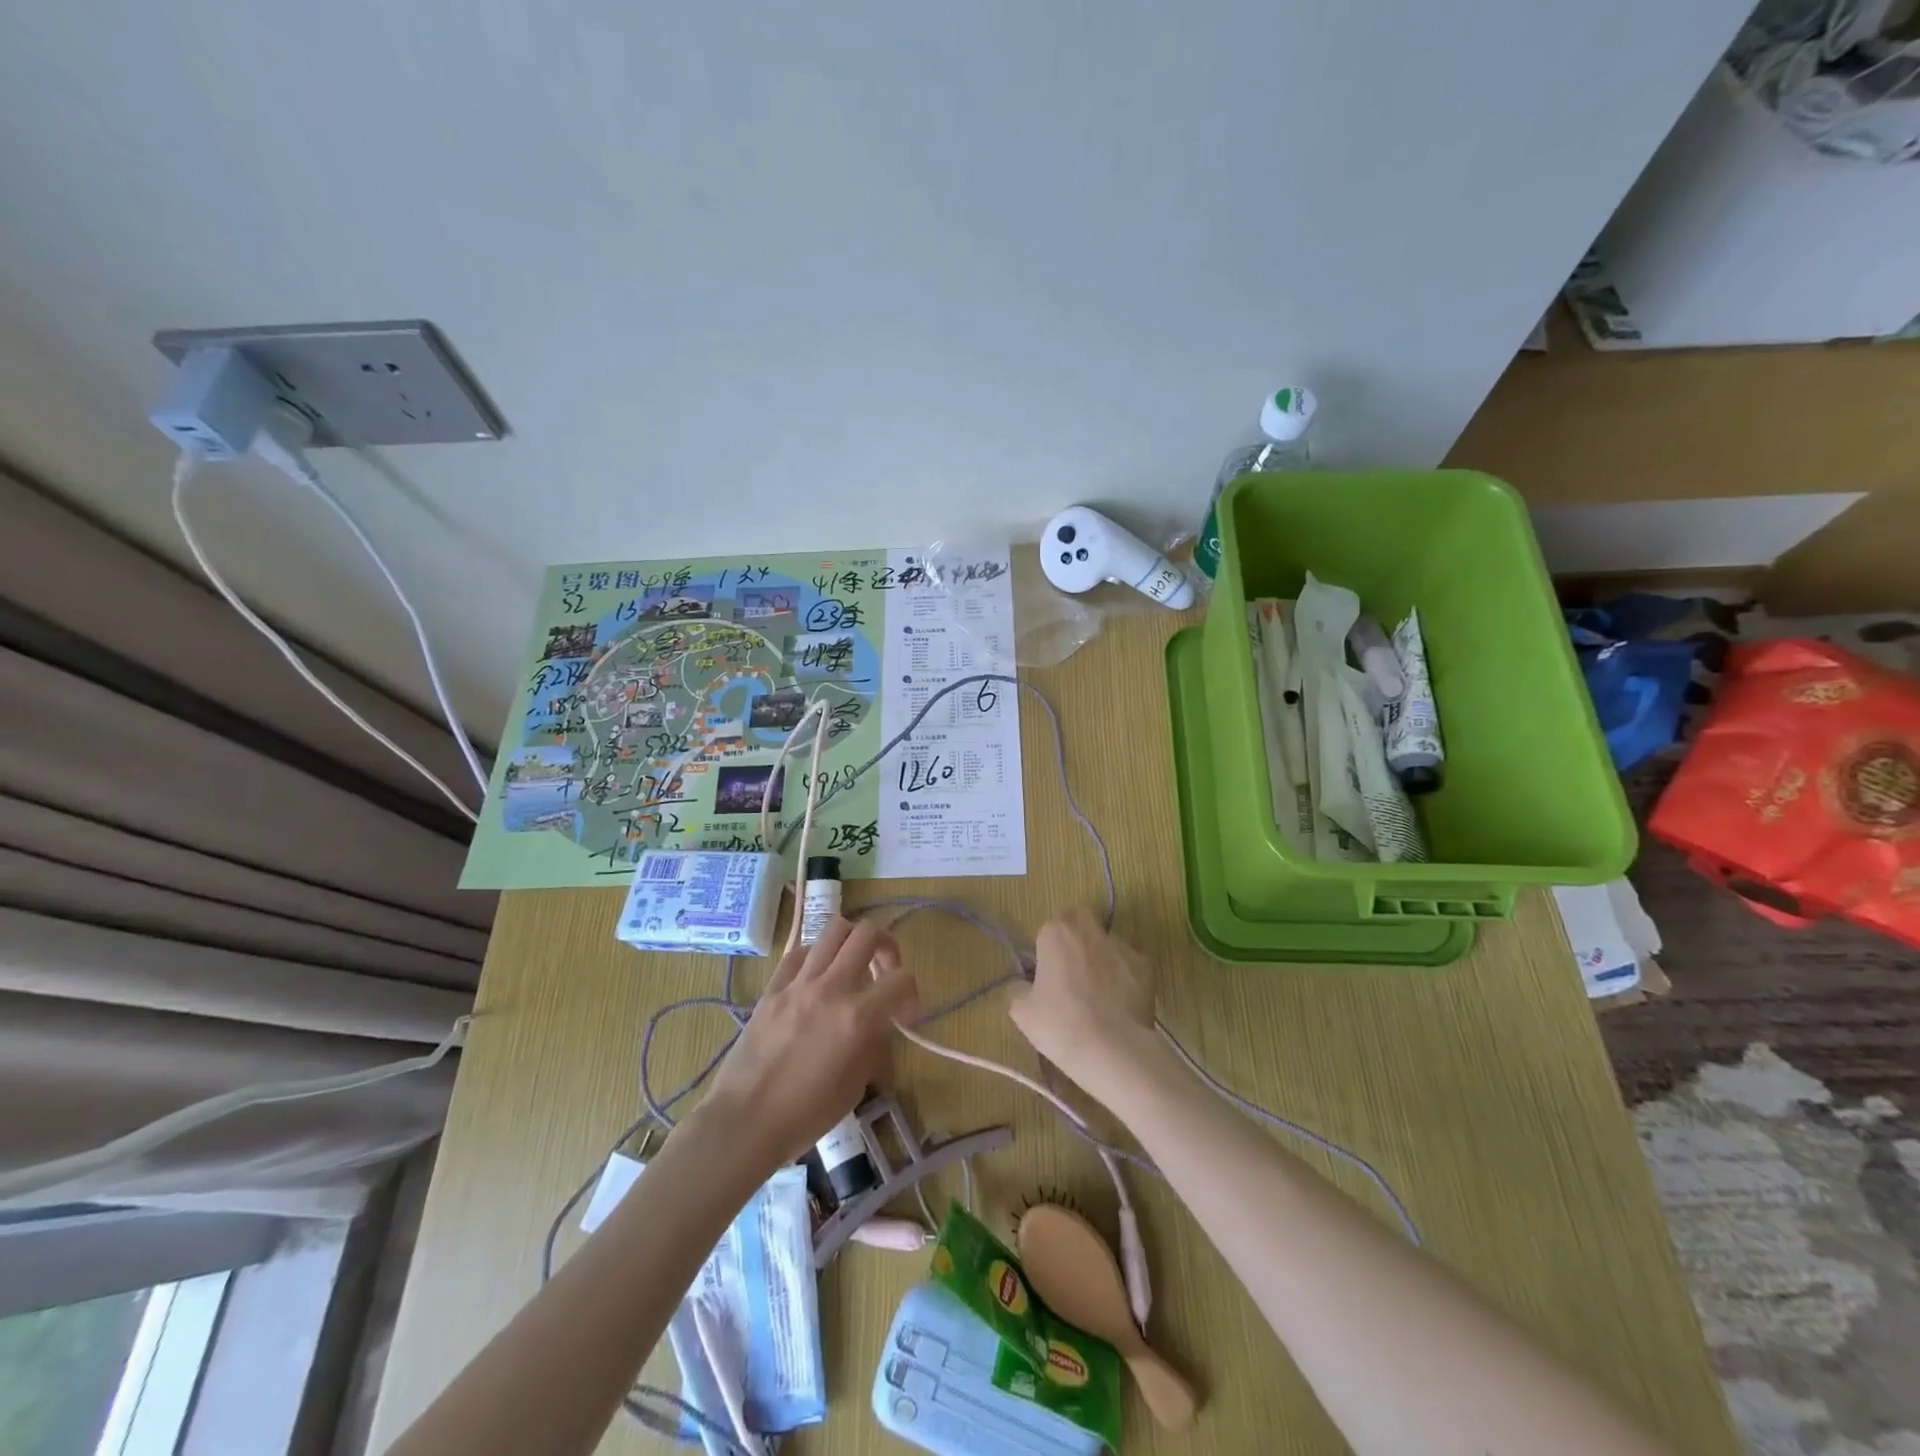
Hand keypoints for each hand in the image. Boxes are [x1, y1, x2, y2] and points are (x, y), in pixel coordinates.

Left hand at [697, 916, 917, 1169]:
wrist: (744, 1122)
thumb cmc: (805, 1116)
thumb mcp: (855, 1087)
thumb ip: (873, 1046)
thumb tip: (877, 1025)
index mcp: (857, 1017)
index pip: (901, 979)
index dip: (912, 992)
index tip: (905, 1014)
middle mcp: (831, 988)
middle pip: (867, 933)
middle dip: (886, 945)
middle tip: (884, 971)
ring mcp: (798, 983)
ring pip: (833, 929)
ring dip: (851, 942)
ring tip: (852, 965)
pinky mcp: (772, 988)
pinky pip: (799, 953)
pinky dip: (816, 956)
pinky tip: (816, 977)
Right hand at [1006, 907, 1157, 1104]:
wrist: (1112, 1050)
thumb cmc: (1060, 1026)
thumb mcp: (1022, 1012)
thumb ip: (1018, 989)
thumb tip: (1023, 984)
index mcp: (1056, 933)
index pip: (1049, 927)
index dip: (1048, 947)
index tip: (1048, 972)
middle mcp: (1089, 931)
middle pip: (1081, 918)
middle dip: (1077, 934)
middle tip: (1072, 968)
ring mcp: (1121, 946)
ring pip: (1108, 940)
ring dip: (1102, 955)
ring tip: (1100, 990)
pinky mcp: (1146, 966)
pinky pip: (1131, 962)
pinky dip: (1125, 974)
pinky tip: (1121, 1000)